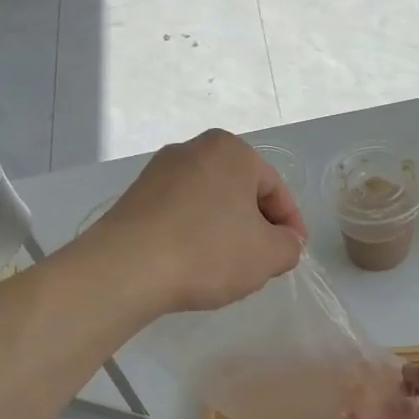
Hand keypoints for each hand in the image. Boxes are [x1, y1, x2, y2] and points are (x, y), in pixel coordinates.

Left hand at [83, 130, 305, 316]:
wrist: (125, 268)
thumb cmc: (207, 252)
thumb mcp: (268, 255)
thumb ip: (289, 246)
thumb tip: (284, 242)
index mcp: (230, 150)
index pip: (275, 188)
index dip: (291, 225)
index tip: (293, 255)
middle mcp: (192, 150)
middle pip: (239, 193)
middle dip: (256, 228)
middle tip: (263, 263)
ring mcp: (158, 173)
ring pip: (208, 205)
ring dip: (224, 233)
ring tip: (227, 269)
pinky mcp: (134, 199)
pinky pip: (179, 216)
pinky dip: (193, 237)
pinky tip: (193, 266)